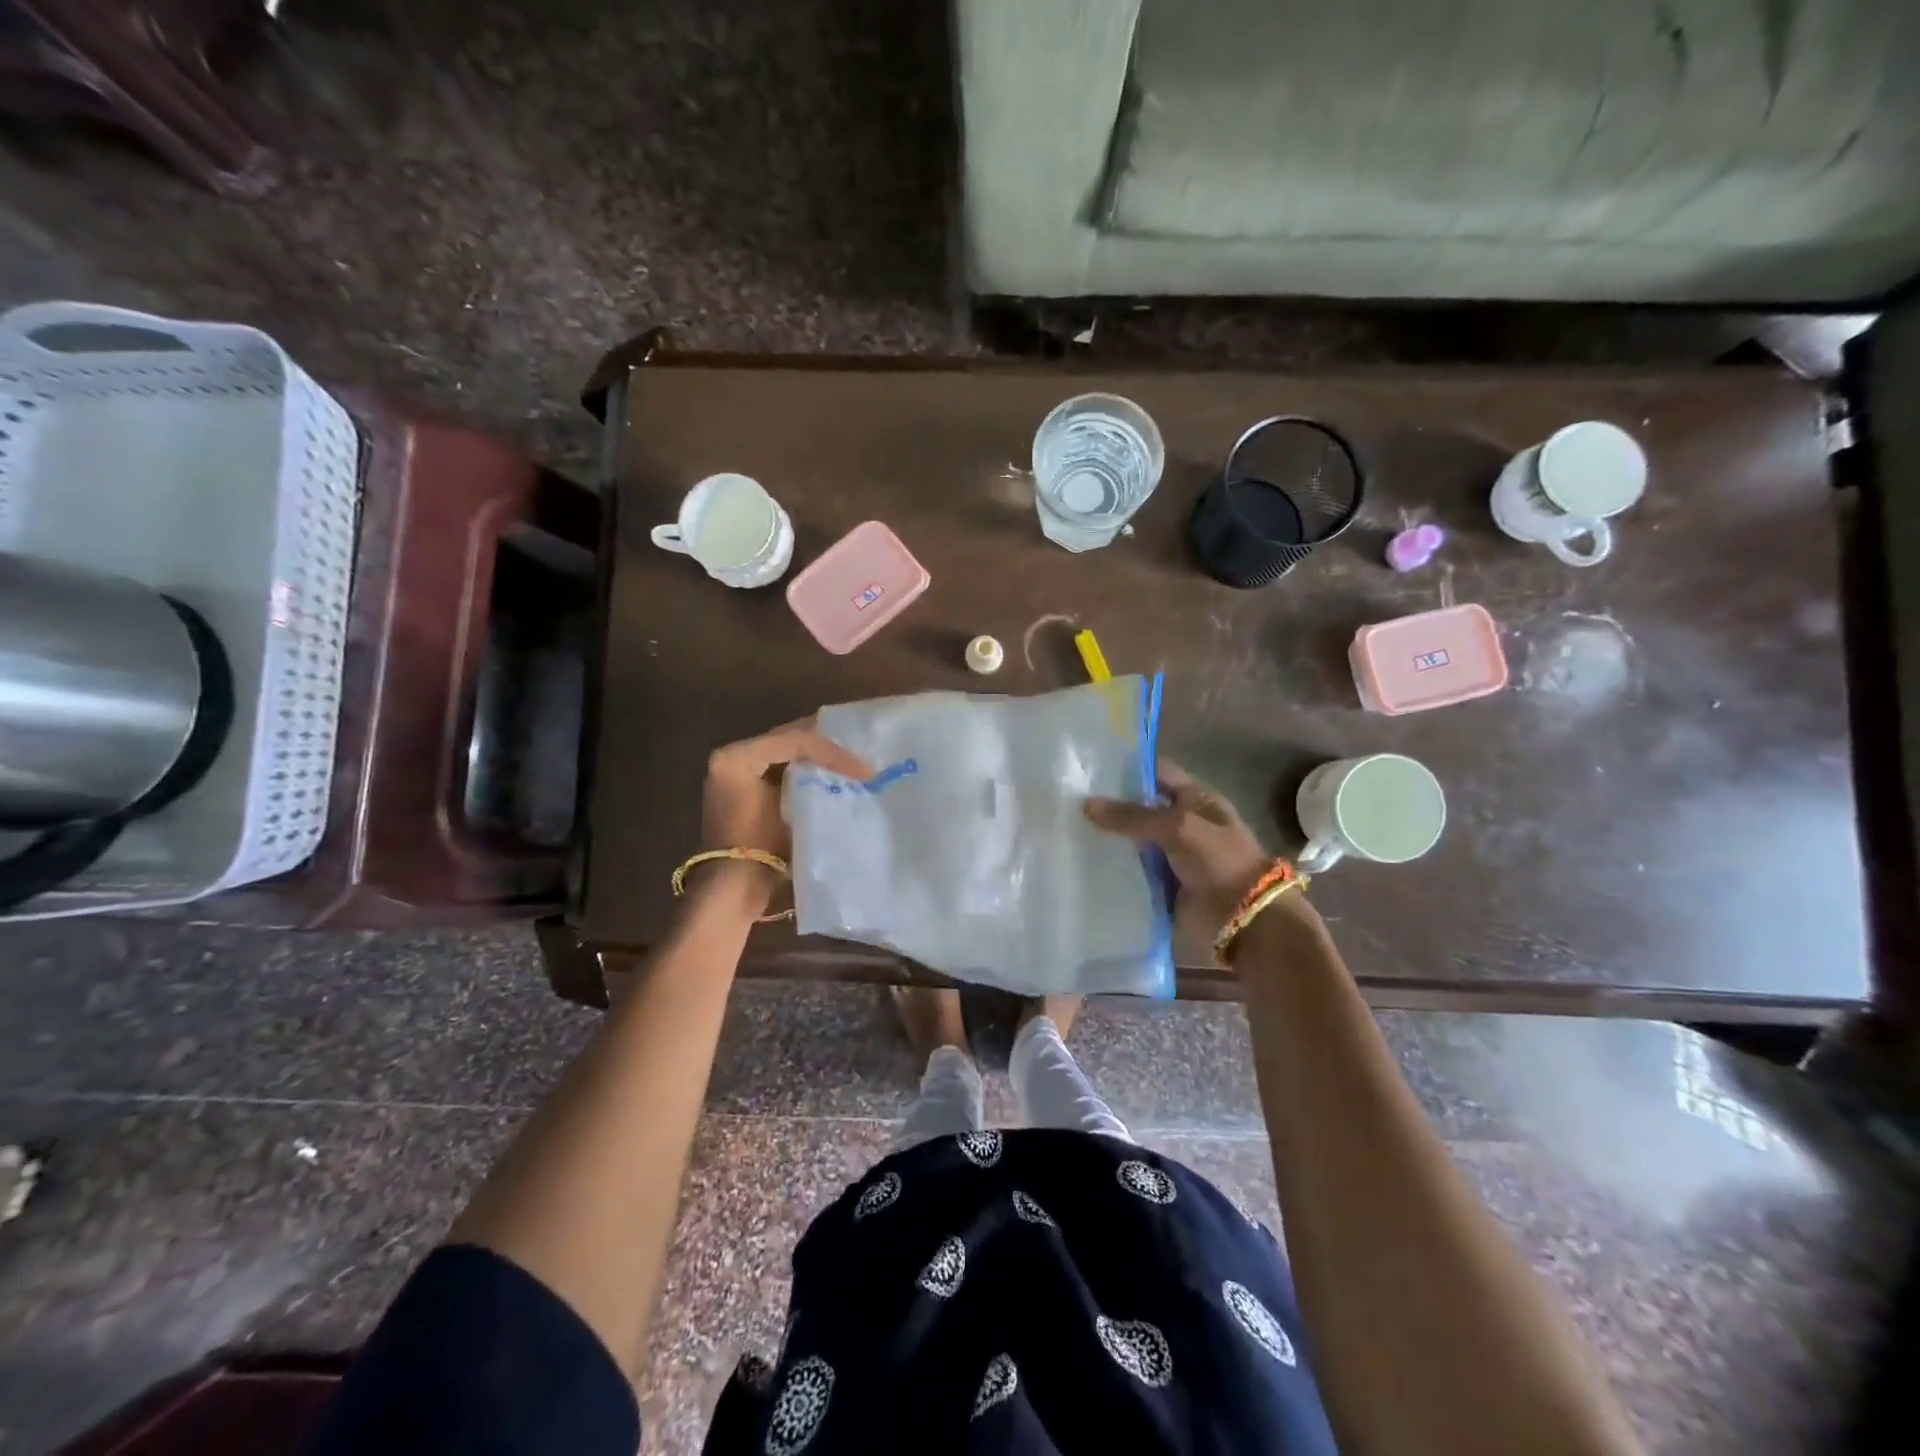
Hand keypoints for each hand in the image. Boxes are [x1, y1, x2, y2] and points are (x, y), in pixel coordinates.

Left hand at [701, 718, 871, 863]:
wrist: (732, 890)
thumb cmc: (758, 848)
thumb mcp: (789, 810)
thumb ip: (813, 781)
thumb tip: (847, 773)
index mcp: (738, 756)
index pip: (793, 740)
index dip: (832, 751)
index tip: (863, 769)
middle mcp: (734, 757)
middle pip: (788, 740)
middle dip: (826, 746)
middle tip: (860, 755)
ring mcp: (737, 775)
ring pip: (787, 754)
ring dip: (818, 758)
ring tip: (851, 765)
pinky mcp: (746, 792)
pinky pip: (782, 771)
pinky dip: (807, 772)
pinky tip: (833, 779)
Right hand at [1084, 760, 1289, 946]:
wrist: (1242, 919)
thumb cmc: (1218, 861)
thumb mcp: (1178, 827)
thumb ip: (1133, 816)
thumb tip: (1087, 804)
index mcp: (1196, 800)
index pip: (1158, 772)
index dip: (1129, 767)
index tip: (1092, 766)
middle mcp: (1182, 823)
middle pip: (1141, 807)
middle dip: (1111, 804)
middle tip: (1069, 798)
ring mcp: (1170, 855)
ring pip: (1132, 840)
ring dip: (1107, 837)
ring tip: (1066, 827)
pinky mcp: (1160, 884)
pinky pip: (1130, 870)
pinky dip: (1111, 867)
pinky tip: (1081, 860)